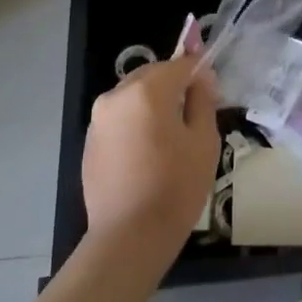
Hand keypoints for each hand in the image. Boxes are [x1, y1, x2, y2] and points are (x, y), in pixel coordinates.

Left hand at [82, 56, 220, 259]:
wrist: (129, 237)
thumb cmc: (175, 187)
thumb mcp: (204, 141)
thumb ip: (203, 100)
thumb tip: (201, 78)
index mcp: (147, 90)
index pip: (180, 65)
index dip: (199, 72)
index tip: (211, 91)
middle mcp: (117, 95)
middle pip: (153, 76)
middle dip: (173, 87)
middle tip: (192, 116)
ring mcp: (99, 118)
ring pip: (134, 96)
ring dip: (152, 104)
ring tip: (169, 138)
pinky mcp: (90, 141)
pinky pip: (119, 118)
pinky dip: (135, 123)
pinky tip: (147, 154)